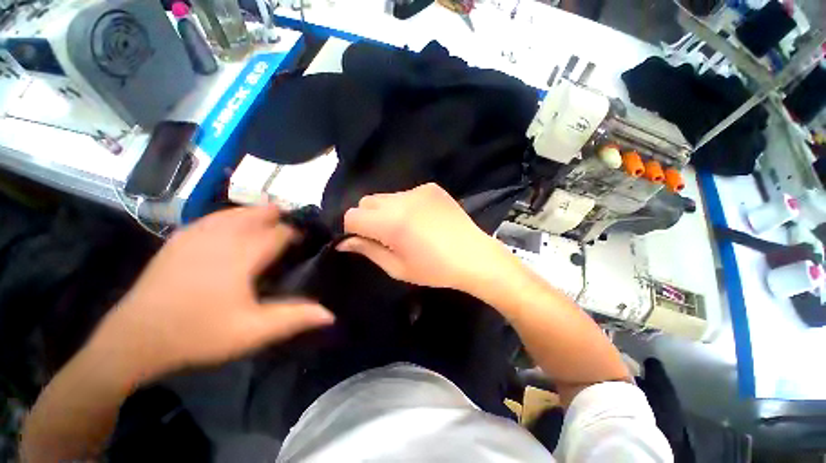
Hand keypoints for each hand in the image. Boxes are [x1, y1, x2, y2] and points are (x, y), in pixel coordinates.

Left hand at [88, 205, 333, 386]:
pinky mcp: (179, 239)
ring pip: (236, 212)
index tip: (305, 244)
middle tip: (290, 233)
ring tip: (269, 225)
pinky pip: (213, 217)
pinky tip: (233, 228)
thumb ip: (294, 318)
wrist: (134, 339)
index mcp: (242, 254)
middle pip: (258, 213)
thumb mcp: (251, 332)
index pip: (280, 232)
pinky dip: (231, 218)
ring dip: (256, 215)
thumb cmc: (198, 335)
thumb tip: (331, 314)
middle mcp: (221, 236)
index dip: (297, 235)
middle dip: (279, 218)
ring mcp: (196, 234)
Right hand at [337, 183, 514, 291]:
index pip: (352, 215)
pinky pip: (406, 194)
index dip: (353, 229)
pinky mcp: (431, 187)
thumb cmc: (435, 269)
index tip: (365, 241)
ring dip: (386, 211)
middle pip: (367, 201)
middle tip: (385, 235)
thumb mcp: (397, 268)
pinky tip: (422, 220)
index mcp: (391, 223)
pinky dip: (406, 205)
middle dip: (368, 218)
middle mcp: (401, 200)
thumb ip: (368, 250)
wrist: (474, 256)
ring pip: (386, 197)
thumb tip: (344, 242)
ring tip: (406, 227)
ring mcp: (418, 190)